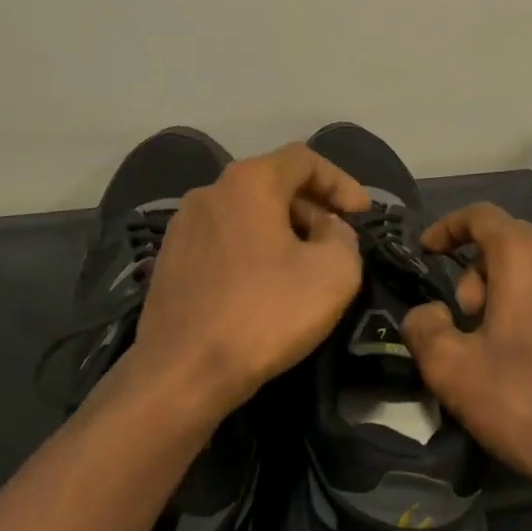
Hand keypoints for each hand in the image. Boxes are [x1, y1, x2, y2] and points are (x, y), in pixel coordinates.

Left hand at [126, 143, 368, 420]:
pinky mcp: (169, 259)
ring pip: (246, 212)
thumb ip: (343, 236)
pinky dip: (251, 249)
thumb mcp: (334, 272)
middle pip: (272, 183)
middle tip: (336, 241)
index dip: (340, 181)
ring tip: (303, 265)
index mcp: (249, 182)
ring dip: (281, 229)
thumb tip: (326, 229)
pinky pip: (223, 239)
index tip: (362, 213)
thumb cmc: (265, 313)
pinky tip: (263, 285)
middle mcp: (210, 191)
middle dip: (311, 207)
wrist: (182, 372)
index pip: (304, 159)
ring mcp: (183, 225)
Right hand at [400, 203, 531, 505]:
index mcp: (526, 258)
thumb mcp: (451, 369)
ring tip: (499, 347)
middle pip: (511, 245)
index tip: (427, 251)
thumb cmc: (524, 402)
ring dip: (510, 295)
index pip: (481, 215)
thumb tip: (427, 313)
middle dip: (477, 274)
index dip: (448, 227)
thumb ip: (423, 327)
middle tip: (465, 322)